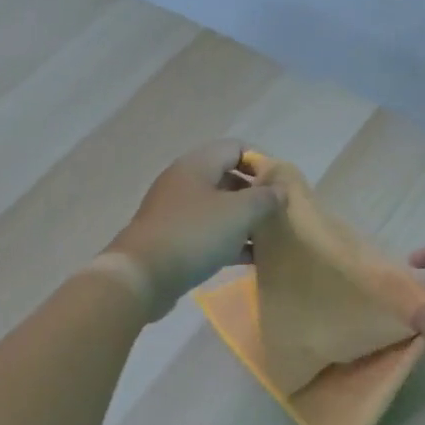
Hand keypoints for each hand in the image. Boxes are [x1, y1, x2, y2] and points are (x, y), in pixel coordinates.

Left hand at [109, 140, 282, 318]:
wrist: (142, 277)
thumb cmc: (194, 235)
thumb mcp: (239, 213)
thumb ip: (265, 198)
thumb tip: (280, 190)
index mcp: (197, 164)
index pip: (236, 148)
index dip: (262, 162)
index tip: (282, 186)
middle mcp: (185, 182)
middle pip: (229, 178)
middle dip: (256, 195)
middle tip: (279, 214)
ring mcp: (176, 212)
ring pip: (219, 209)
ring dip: (245, 222)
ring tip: (270, 239)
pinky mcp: (173, 239)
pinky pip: (208, 233)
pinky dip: (230, 241)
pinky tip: (250, 259)